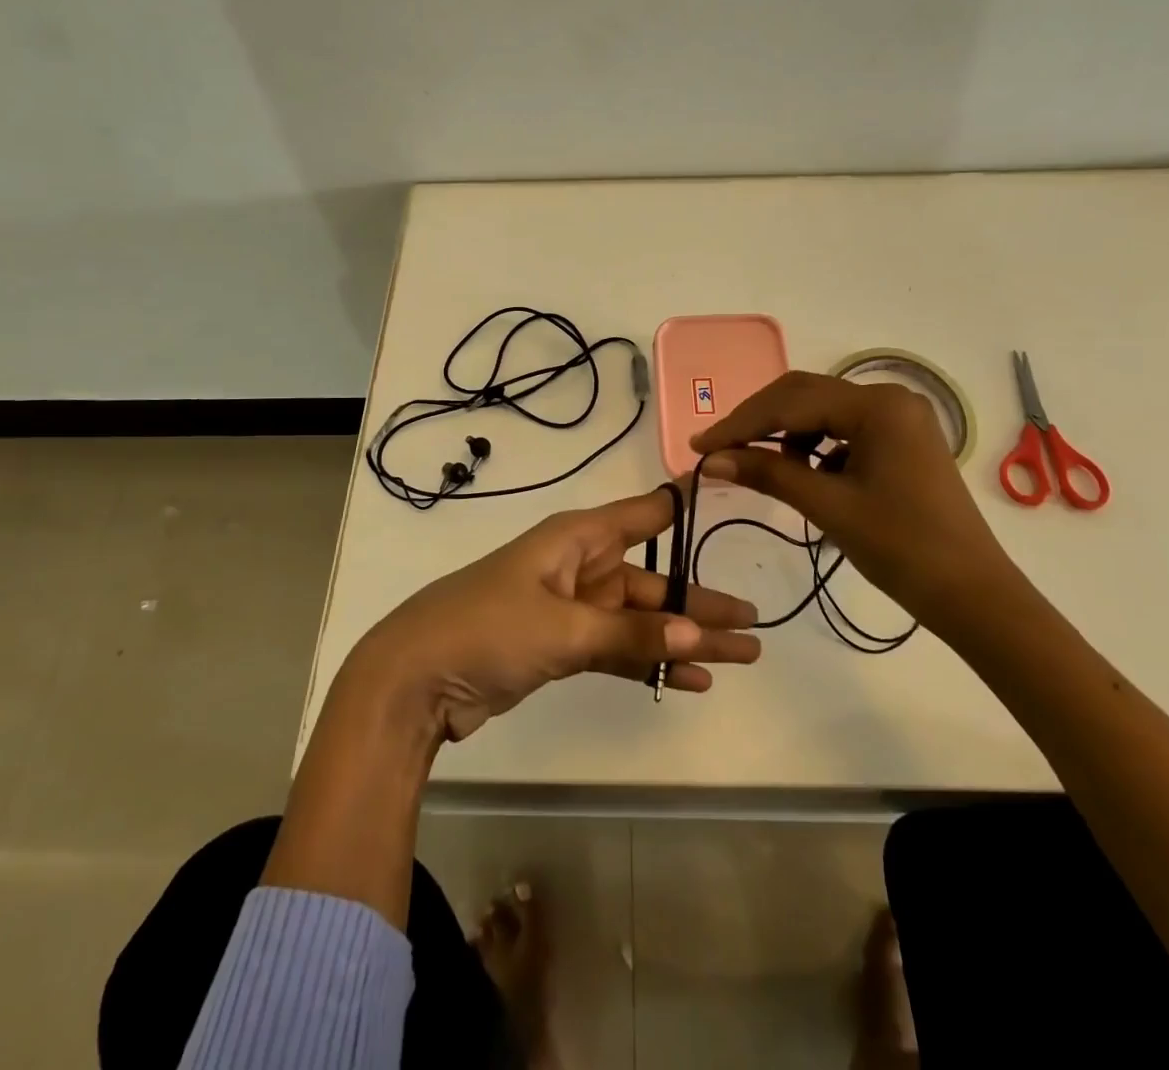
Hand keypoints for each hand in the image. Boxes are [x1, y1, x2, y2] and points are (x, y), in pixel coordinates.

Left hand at [349, 487, 762, 743]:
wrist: (414, 678)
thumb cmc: (488, 629)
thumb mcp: (563, 628)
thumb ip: (631, 633)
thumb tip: (700, 635)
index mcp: (576, 539)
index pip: (642, 515)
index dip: (681, 506)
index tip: (725, 488)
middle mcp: (579, 567)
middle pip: (652, 582)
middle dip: (700, 604)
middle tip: (754, 625)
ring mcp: (570, 609)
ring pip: (640, 620)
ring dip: (684, 639)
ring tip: (739, 658)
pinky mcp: (561, 647)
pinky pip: (618, 649)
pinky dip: (650, 661)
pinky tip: (689, 680)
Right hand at [692, 371, 1025, 638]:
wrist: (973, 594)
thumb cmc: (902, 548)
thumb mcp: (828, 506)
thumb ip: (768, 473)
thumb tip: (712, 459)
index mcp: (876, 405)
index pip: (790, 402)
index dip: (740, 423)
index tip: (699, 447)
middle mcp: (889, 398)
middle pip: (805, 397)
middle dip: (758, 423)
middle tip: (718, 451)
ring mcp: (899, 418)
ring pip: (822, 413)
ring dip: (785, 436)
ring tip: (757, 467)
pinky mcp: (901, 440)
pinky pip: (843, 431)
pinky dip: (814, 449)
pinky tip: (803, 475)